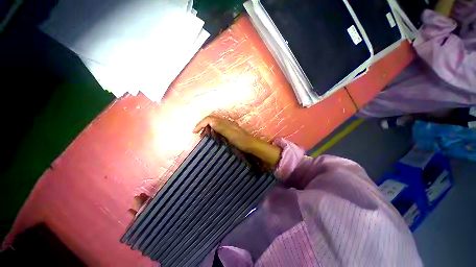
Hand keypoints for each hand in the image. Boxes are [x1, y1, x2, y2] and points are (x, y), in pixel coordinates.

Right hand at [193, 116, 281, 168]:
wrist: (251, 145)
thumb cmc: (242, 141)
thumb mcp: (232, 135)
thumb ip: (222, 128)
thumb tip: (210, 121)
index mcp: (225, 123)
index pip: (210, 119)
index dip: (201, 123)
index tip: (194, 132)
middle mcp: (226, 123)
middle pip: (211, 119)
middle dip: (202, 124)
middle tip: (197, 133)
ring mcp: (228, 126)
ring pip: (214, 123)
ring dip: (206, 127)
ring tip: (202, 135)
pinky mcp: (229, 131)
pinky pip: (217, 128)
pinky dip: (211, 130)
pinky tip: (211, 136)